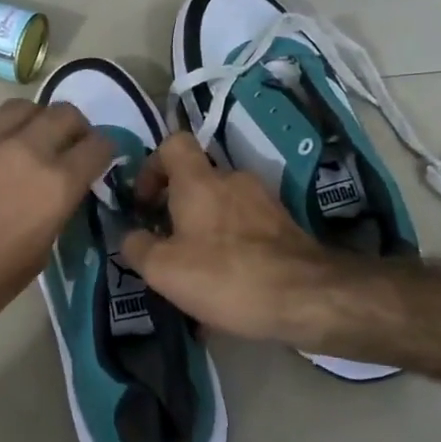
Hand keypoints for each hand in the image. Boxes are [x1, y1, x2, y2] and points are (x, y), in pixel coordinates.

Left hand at [0, 100, 113, 364]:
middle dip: (74, 128)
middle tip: (69, 145)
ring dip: (33, 118)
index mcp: (56, 184)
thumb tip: (55, 198)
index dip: (105, 151)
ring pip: (20, 105)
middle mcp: (26, 151)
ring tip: (28, 136)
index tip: (100, 160)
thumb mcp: (37, 257)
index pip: (98, 146)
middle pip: (64, 113)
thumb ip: (53, 215)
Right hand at [121, 133, 338, 344]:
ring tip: (196, 276)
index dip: (152, 167)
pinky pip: (245, 231)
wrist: (308, 297)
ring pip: (222, 208)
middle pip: (197, 180)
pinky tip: (227, 289)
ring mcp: (264, 202)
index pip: (172, 143)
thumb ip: (137, 247)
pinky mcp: (285, 228)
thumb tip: (132, 236)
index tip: (144, 203)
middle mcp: (234, 180)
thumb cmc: (226, 275)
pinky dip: (231, 251)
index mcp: (199, 180)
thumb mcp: (163, 269)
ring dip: (204, 233)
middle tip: (166, 246)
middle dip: (177, 209)